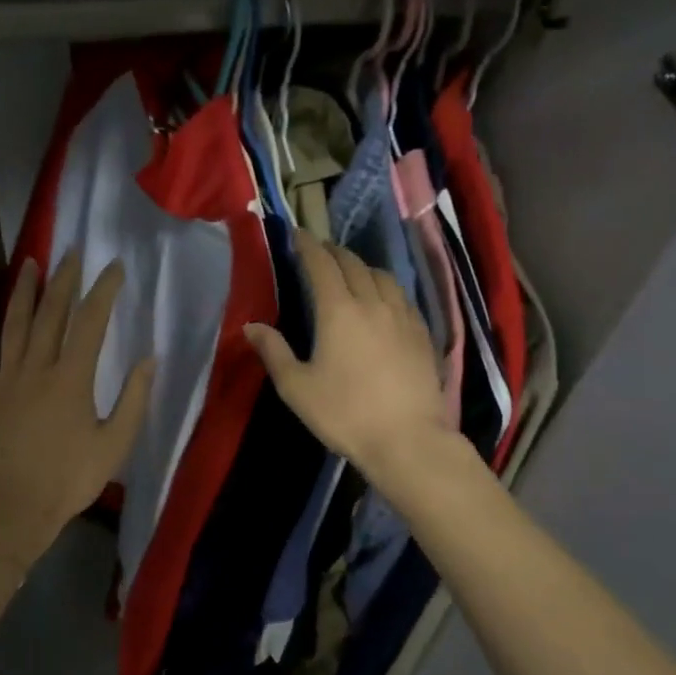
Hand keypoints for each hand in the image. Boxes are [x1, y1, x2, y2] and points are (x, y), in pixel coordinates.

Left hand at [0, 250, 153, 564]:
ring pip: (13, 325)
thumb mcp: (115, 444)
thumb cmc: (70, 479)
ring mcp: (5, 379)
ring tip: (29, 263)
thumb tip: (149, 359)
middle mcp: (37, 368)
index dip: (103, 290)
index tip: (113, 267)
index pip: (91, 322)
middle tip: (70, 251)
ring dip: (22, 292)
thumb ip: (134, 399)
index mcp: (72, 379)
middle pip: (51, 314)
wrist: (14, 508)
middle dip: (63, 280)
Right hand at [245, 233, 456, 487]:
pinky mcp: (423, 333)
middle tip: (320, 251)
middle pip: (353, 264)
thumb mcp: (296, 387)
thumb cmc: (344, 414)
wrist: (407, 439)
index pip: (322, 264)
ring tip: (352, 272)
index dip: (308, 246)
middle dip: (334, 252)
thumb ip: (274, 352)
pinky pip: (402, 297)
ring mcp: (403, 316)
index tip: (297, 235)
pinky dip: (386, 288)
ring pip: (383, 276)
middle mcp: (373, 303)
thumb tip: (252, 326)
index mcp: (338, 311)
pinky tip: (384, 301)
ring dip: (363, 267)